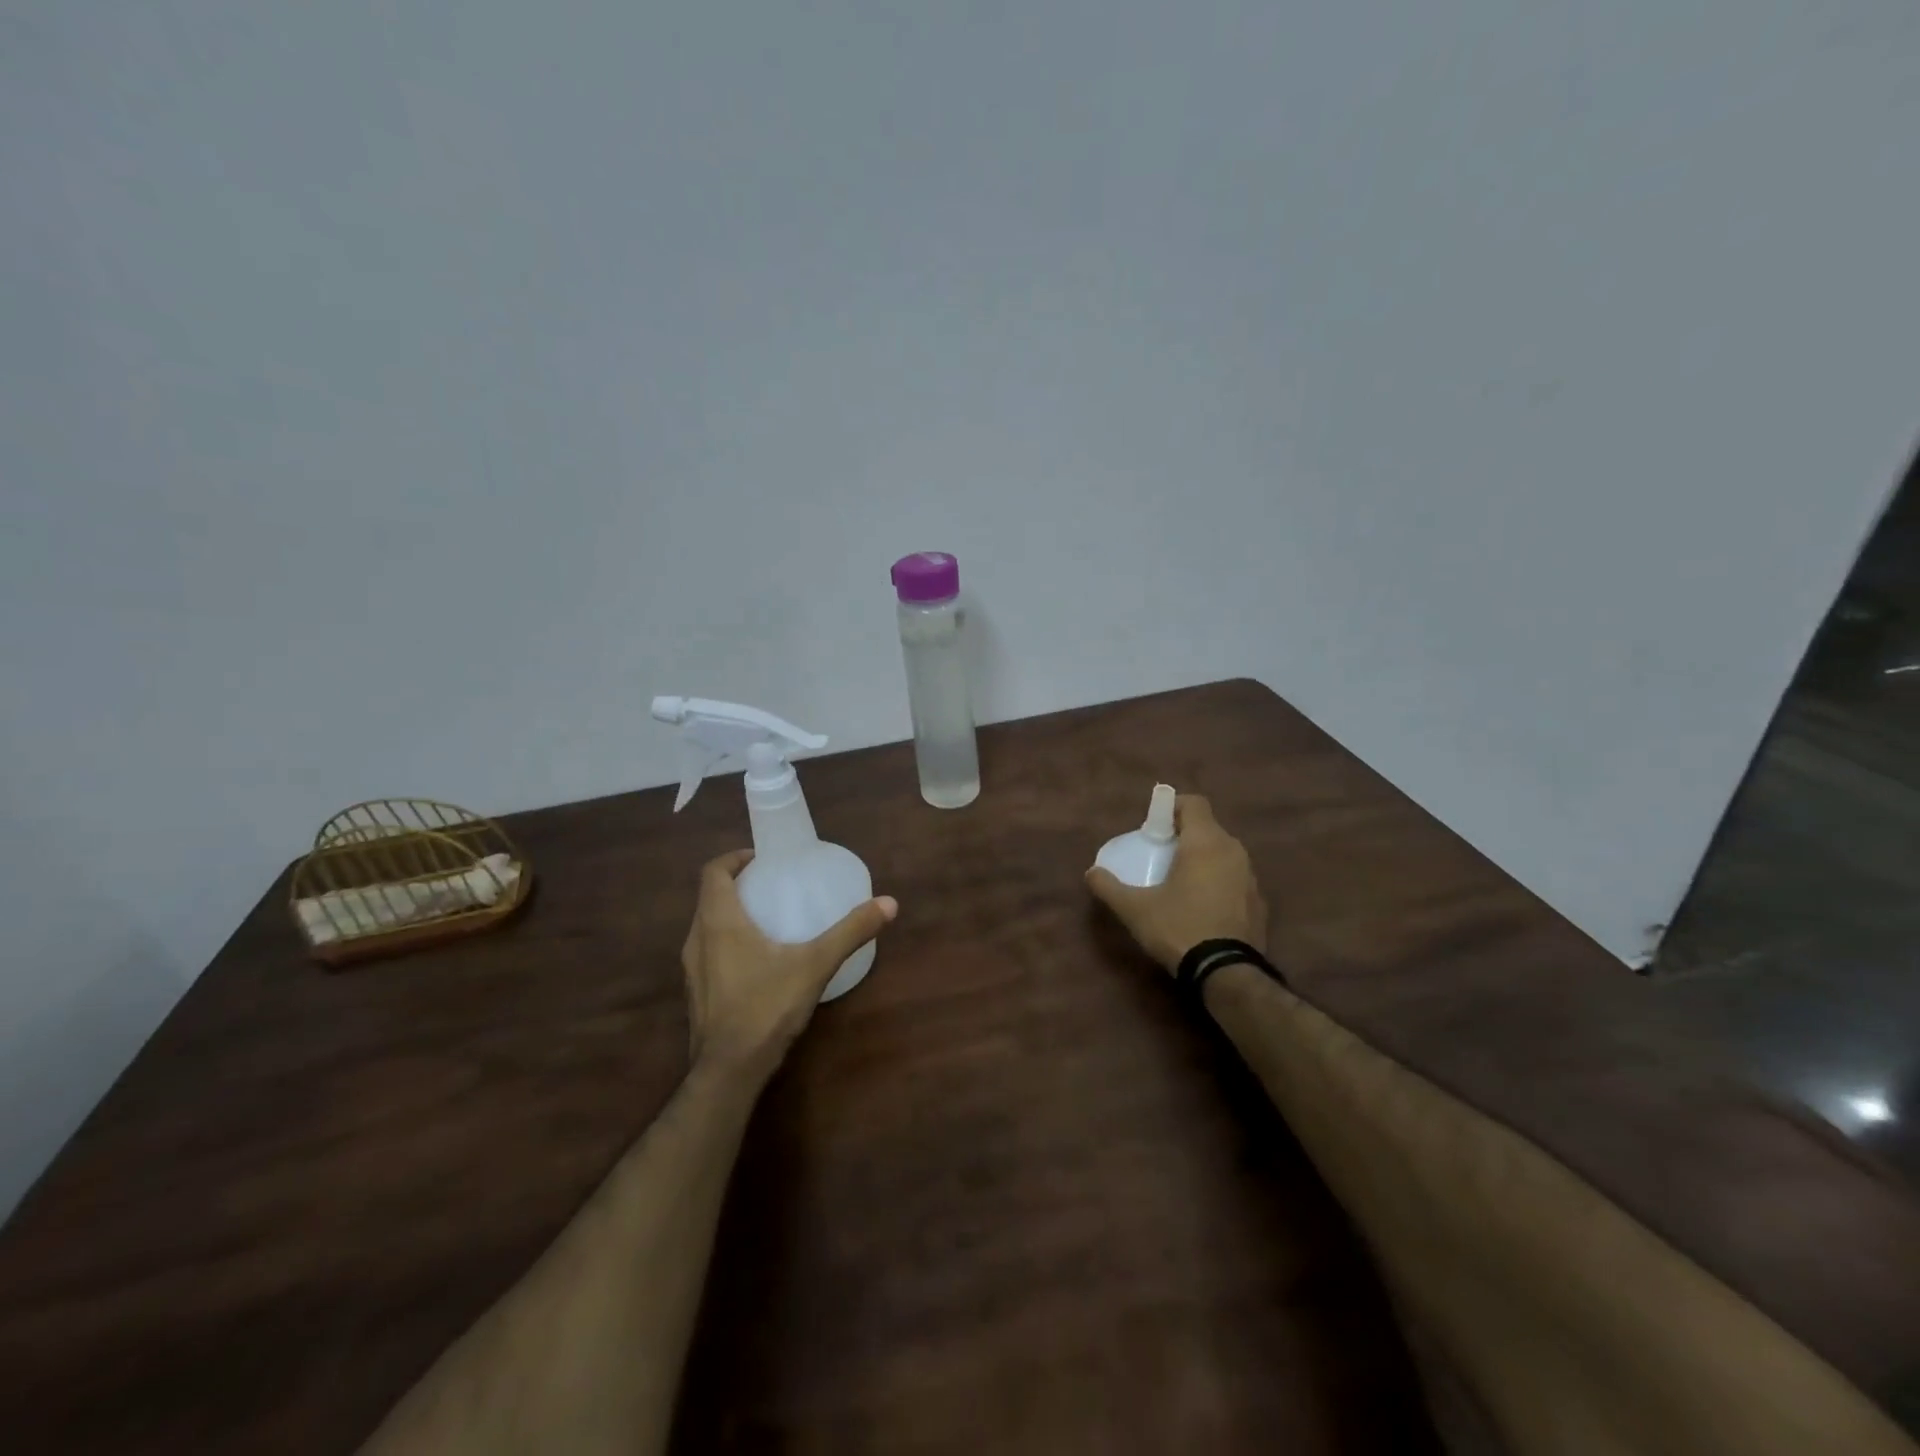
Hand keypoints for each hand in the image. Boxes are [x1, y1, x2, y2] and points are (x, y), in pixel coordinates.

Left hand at [681, 849, 898, 1075]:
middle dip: (738, 884)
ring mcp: (692, 968)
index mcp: (718, 921)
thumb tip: (889, 903)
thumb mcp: (815, 964)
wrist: (728, 1071)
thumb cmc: (766, 1007)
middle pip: (709, 896)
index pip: (713, 871)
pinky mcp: (696, 992)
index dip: (734, 857)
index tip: (762, 859)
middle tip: (773, 884)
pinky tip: (757, 960)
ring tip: (768, 917)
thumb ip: (850, 932)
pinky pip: (707, 951)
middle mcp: (697, 938)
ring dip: (730, 912)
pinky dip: (726, 940)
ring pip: (706, 925)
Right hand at [1085, 795, 1267, 973]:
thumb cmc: (1179, 928)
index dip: (1172, 807)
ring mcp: (1251, 877)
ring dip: (1203, 859)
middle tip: (1161, 855)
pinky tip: (1203, 907)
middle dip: (1184, 835)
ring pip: (1224, 853)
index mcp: (1205, 842)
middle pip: (1208, 828)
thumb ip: (1109, 887)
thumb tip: (1091, 873)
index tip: (1154, 828)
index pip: (1194, 803)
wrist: (1227, 973)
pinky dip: (1219, 882)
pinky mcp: (1259, 902)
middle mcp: (1233, 851)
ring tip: (1181, 882)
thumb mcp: (1135, 909)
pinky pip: (1235, 878)